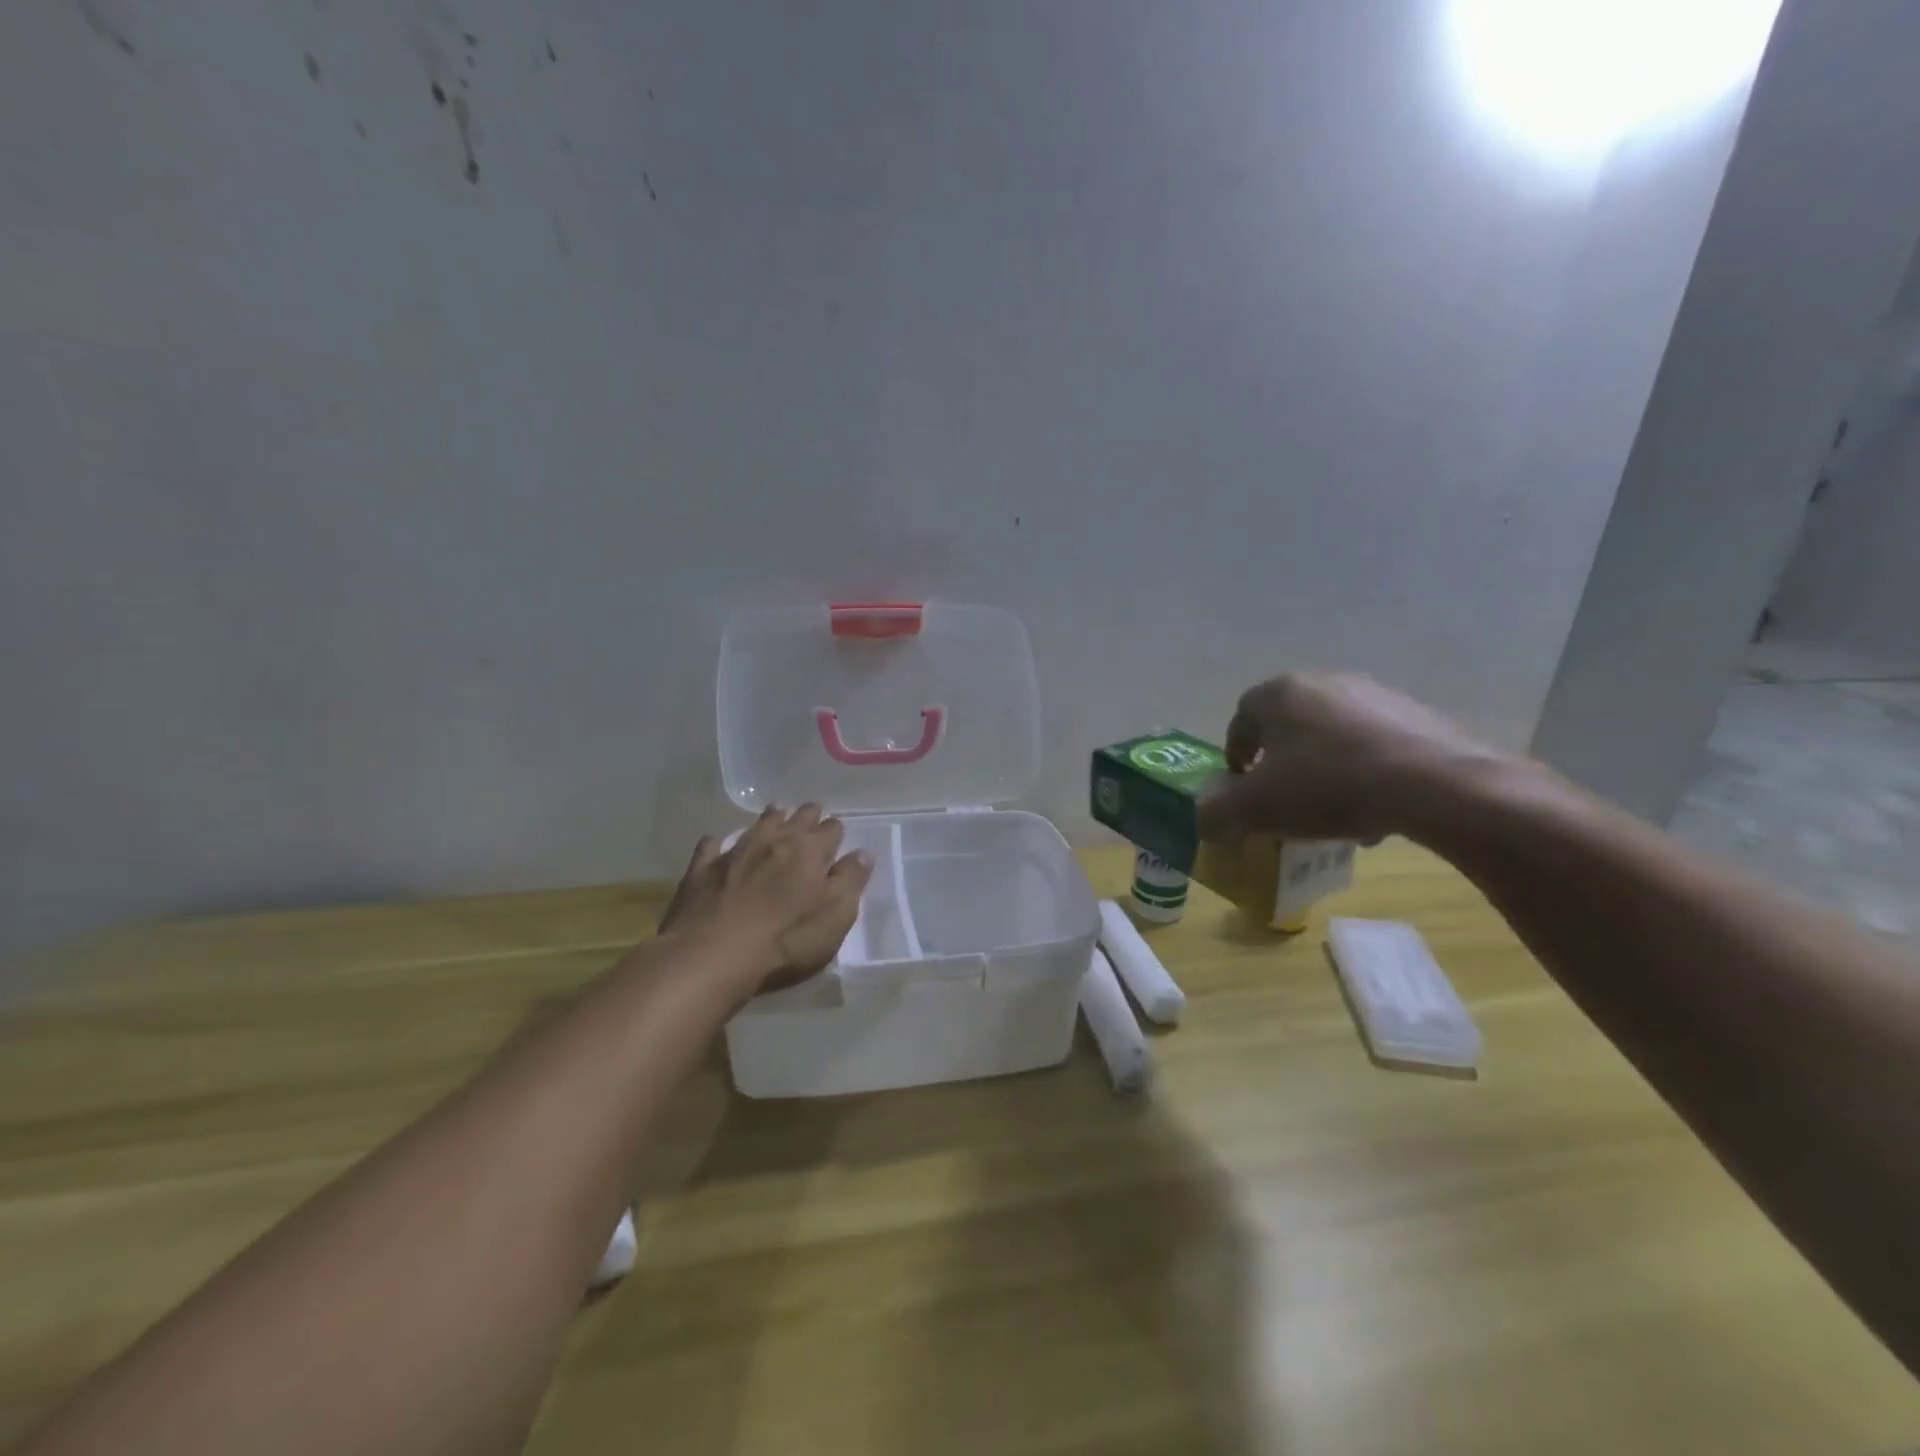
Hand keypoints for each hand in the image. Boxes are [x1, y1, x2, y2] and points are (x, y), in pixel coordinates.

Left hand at [659, 805, 872, 991]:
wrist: (710, 957)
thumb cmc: (785, 941)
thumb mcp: (834, 919)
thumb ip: (850, 882)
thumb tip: (862, 854)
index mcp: (810, 851)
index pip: (831, 829)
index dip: (835, 832)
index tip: (836, 837)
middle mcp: (774, 841)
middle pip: (796, 818)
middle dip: (807, 816)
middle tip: (810, 816)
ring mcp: (735, 852)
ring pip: (758, 824)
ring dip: (770, 819)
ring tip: (776, 814)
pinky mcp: (702, 870)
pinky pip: (711, 846)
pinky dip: (718, 842)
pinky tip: (717, 843)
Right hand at [1196, 673, 1503, 843]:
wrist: (1433, 785)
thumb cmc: (1327, 786)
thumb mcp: (1256, 809)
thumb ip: (1218, 813)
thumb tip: (1203, 820)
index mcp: (1280, 694)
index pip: (1241, 718)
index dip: (1236, 753)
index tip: (1243, 785)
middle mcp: (1325, 682)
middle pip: (1289, 724)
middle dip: (1282, 761)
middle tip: (1284, 798)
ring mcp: (1376, 694)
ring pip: (1334, 734)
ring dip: (1324, 767)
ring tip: (1332, 810)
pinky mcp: (1418, 715)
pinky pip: (1376, 744)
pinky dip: (1366, 771)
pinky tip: (1375, 807)